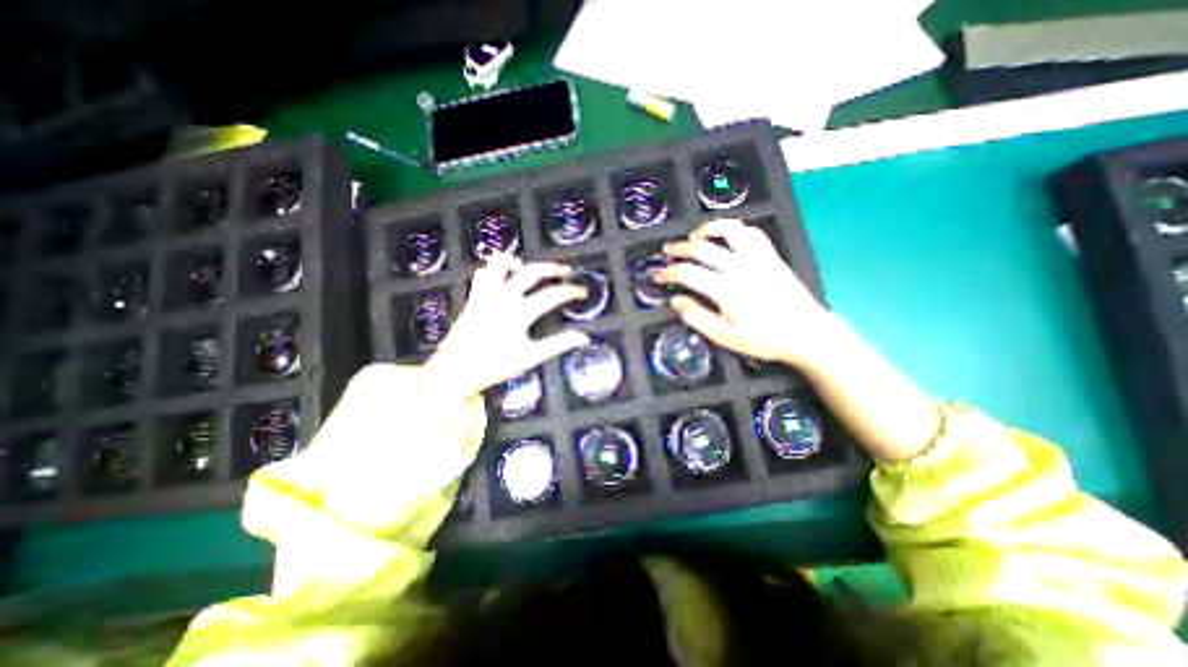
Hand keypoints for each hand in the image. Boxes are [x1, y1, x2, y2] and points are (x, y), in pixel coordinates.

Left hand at [426, 254, 593, 401]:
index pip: (552, 295)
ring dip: (518, 263)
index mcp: (519, 312)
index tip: (582, 292)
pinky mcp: (474, 295)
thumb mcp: (529, 357)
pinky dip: (496, 270)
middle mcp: (502, 296)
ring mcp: (486, 293)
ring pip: (501, 262)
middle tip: (565, 271)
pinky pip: (484, 272)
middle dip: (552, 268)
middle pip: (532, 271)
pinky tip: (504, 280)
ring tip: (528, 272)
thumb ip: (557, 345)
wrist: (453, 370)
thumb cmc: (493, 365)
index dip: (571, 292)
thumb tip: (583, 338)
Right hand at [658, 223, 833, 371]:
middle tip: (667, 251)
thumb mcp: (725, 338)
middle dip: (679, 248)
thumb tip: (675, 301)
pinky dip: (735, 229)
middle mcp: (739, 267)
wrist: (806, 333)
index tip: (657, 274)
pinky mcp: (771, 256)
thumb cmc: (764, 339)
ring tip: (694, 236)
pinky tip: (727, 236)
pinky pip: (752, 233)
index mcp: (726, 290)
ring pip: (729, 230)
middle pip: (702, 248)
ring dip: (707, 229)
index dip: (667, 272)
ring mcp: (757, 258)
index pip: (687, 273)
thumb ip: (698, 318)